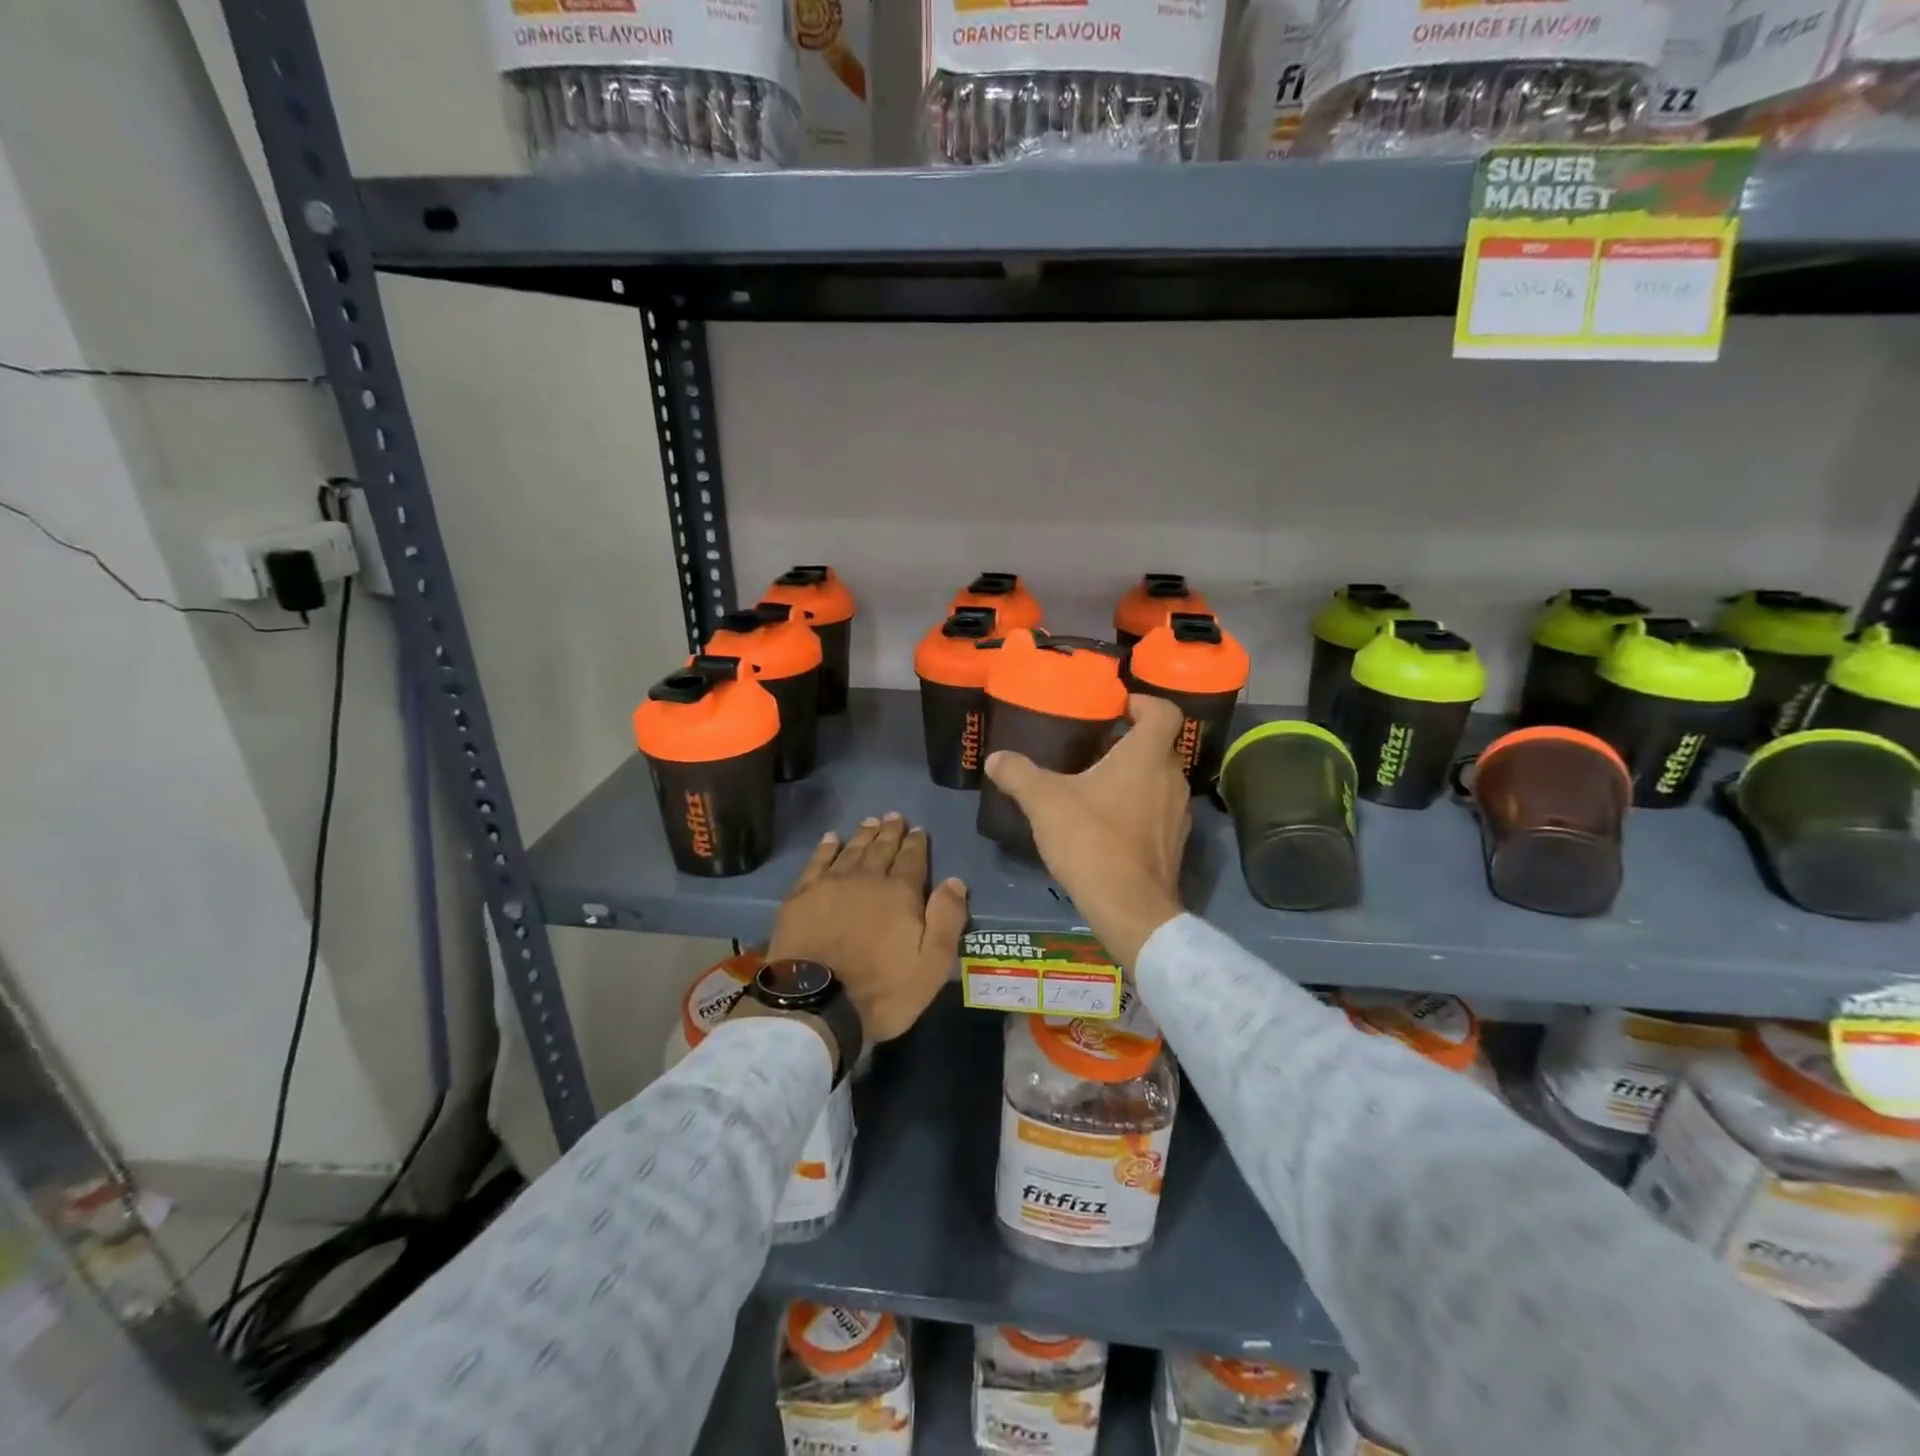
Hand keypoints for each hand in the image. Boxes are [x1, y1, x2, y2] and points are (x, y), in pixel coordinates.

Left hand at [764, 814, 968, 1042]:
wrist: (816, 1004)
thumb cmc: (882, 990)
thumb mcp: (932, 964)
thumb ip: (947, 919)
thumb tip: (954, 881)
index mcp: (900, 893)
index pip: (912, 859)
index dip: (916, 843)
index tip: (918, 829)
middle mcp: (866, 878)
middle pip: (881, 849)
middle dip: (890, 832)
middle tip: (894, 816)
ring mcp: (830, 884)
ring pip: (851, 850)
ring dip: (863, 834)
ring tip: (870, 821)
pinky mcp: (801, 896)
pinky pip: (816, 862)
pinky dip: (826, 848)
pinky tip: (830, 839)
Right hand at [984, 695, 1188, 967]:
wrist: (1130, 909)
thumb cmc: (1091, 841)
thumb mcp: (1045, 803)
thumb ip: (1019, 774)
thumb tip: (995, 758)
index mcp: (1147, 756)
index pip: (1164, 711)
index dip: (1144, 702)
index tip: (1117, 707)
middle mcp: (1172, 777)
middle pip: (1159, 745)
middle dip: (1129, 741)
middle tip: (1094, 744)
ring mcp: (1179, 813)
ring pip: (1159, 779)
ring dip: (1134, 775)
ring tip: (1096, 783)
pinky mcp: (1175, 843)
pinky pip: (1158, 810)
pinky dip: (1138, 806)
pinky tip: (1107, 822)